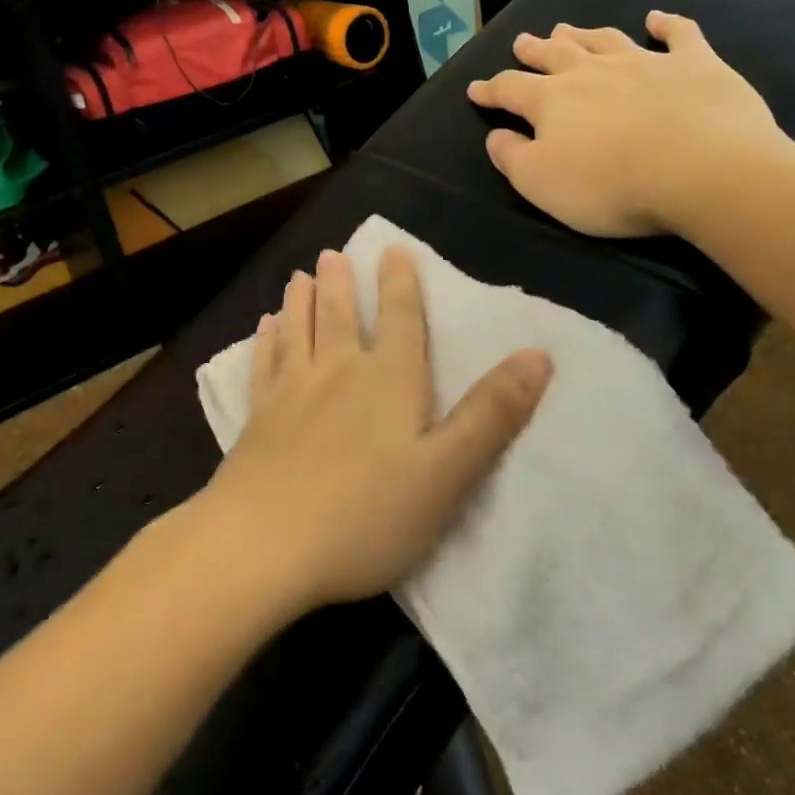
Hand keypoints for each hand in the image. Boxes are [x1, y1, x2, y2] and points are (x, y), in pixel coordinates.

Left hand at [196, 248, 551, 612]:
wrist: (263, 545)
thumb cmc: (366, 515)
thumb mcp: (447, 473)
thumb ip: (491, 415)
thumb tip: (538, 354)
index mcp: (388, 381)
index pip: (400, 319)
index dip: (400, 282)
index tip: (392, 248)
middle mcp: (337, 373)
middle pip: (340, 316)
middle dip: (340, 283)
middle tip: (331, 254)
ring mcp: (291, 394)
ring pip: (298, 332)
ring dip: (300, 302)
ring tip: (298, 276)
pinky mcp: (256, 420)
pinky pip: (263, 366)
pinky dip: (265, 342)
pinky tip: (262, 329)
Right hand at [466, 12, 790, 240]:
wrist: (703, 170)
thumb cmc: (610, 185)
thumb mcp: (541, 184)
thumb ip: (512, 157)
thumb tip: (496, 135)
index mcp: (552, 100)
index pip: (511, 89)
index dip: (491, 90)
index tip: (475, 89)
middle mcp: (593, 72)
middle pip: (555, 55)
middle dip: (534, 50)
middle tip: (522, 42)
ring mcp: (646, 62)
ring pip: (605, 40)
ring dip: (583, 35)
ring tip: (566, 29)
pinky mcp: (696, 64)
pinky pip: (678, 34)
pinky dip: (665, 24)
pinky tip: (656, 18)